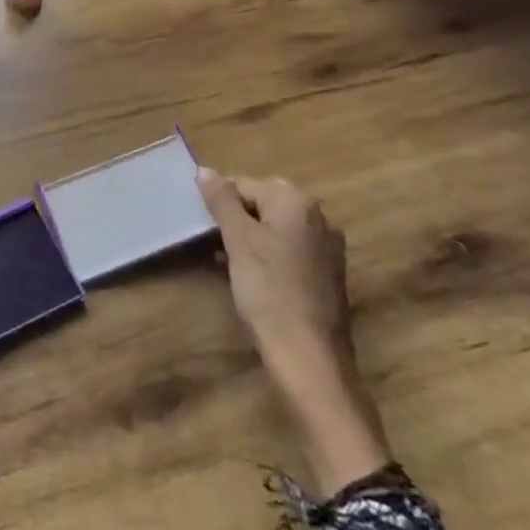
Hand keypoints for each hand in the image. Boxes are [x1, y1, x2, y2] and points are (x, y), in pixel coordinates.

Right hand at [197, 170, 391, 494]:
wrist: (310, 358)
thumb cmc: (269, 291)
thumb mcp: (238, 241)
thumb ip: (221, 200)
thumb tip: (205, 170)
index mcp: (297, 202)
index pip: (244, 185)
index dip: (219, 205)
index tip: (202, 229)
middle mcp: (318, 217)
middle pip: (262, 203)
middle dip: (234, 220)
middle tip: (212, 245)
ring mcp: (326, 247)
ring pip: (274, 229)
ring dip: (248, 239)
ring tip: (225, 263)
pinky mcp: (326, 274)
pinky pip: (288, 251)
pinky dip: (267, 257)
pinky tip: (251, 280)